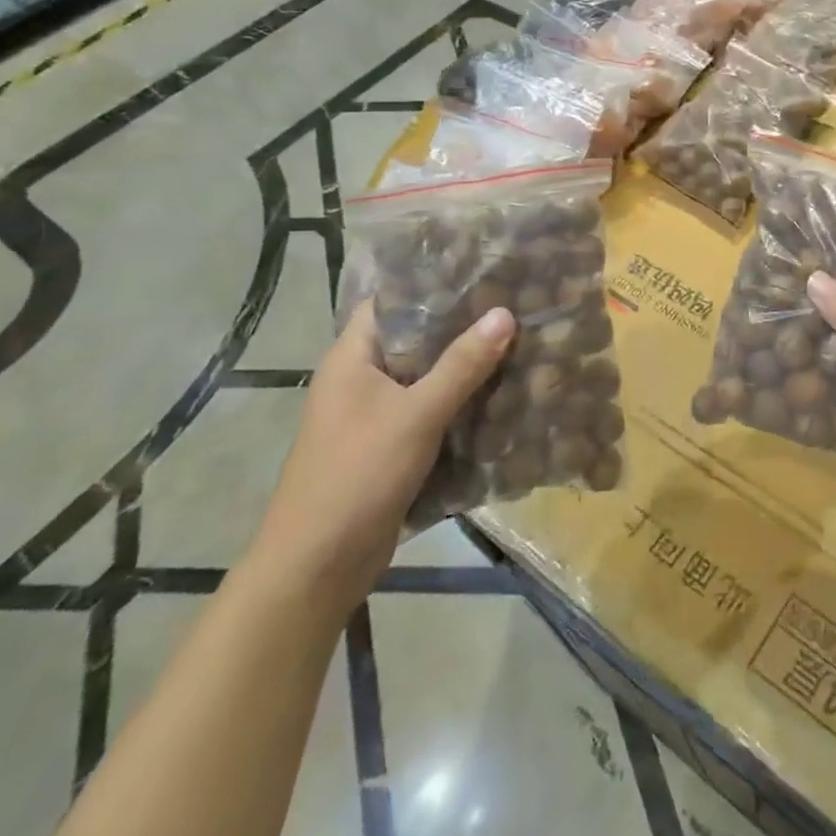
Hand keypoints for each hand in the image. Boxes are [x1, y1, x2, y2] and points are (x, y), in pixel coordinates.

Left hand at [248, 301, 513, 613]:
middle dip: (461, 325)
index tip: (483, 270)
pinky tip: (500, 393)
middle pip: (415, 337)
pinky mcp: (388, 444)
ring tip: (517, 340)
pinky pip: (428, 409)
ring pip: (425, 375)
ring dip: (464, 365)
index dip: (434, 282)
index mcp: (352, 356)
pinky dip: (458, 400)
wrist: (317, 565)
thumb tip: (504, 313)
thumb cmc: (358, 474)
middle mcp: (360, 377)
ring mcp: (372, 413)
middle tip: (513, 303)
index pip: (393, 300)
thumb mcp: (417, 414)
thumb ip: (462, 364)